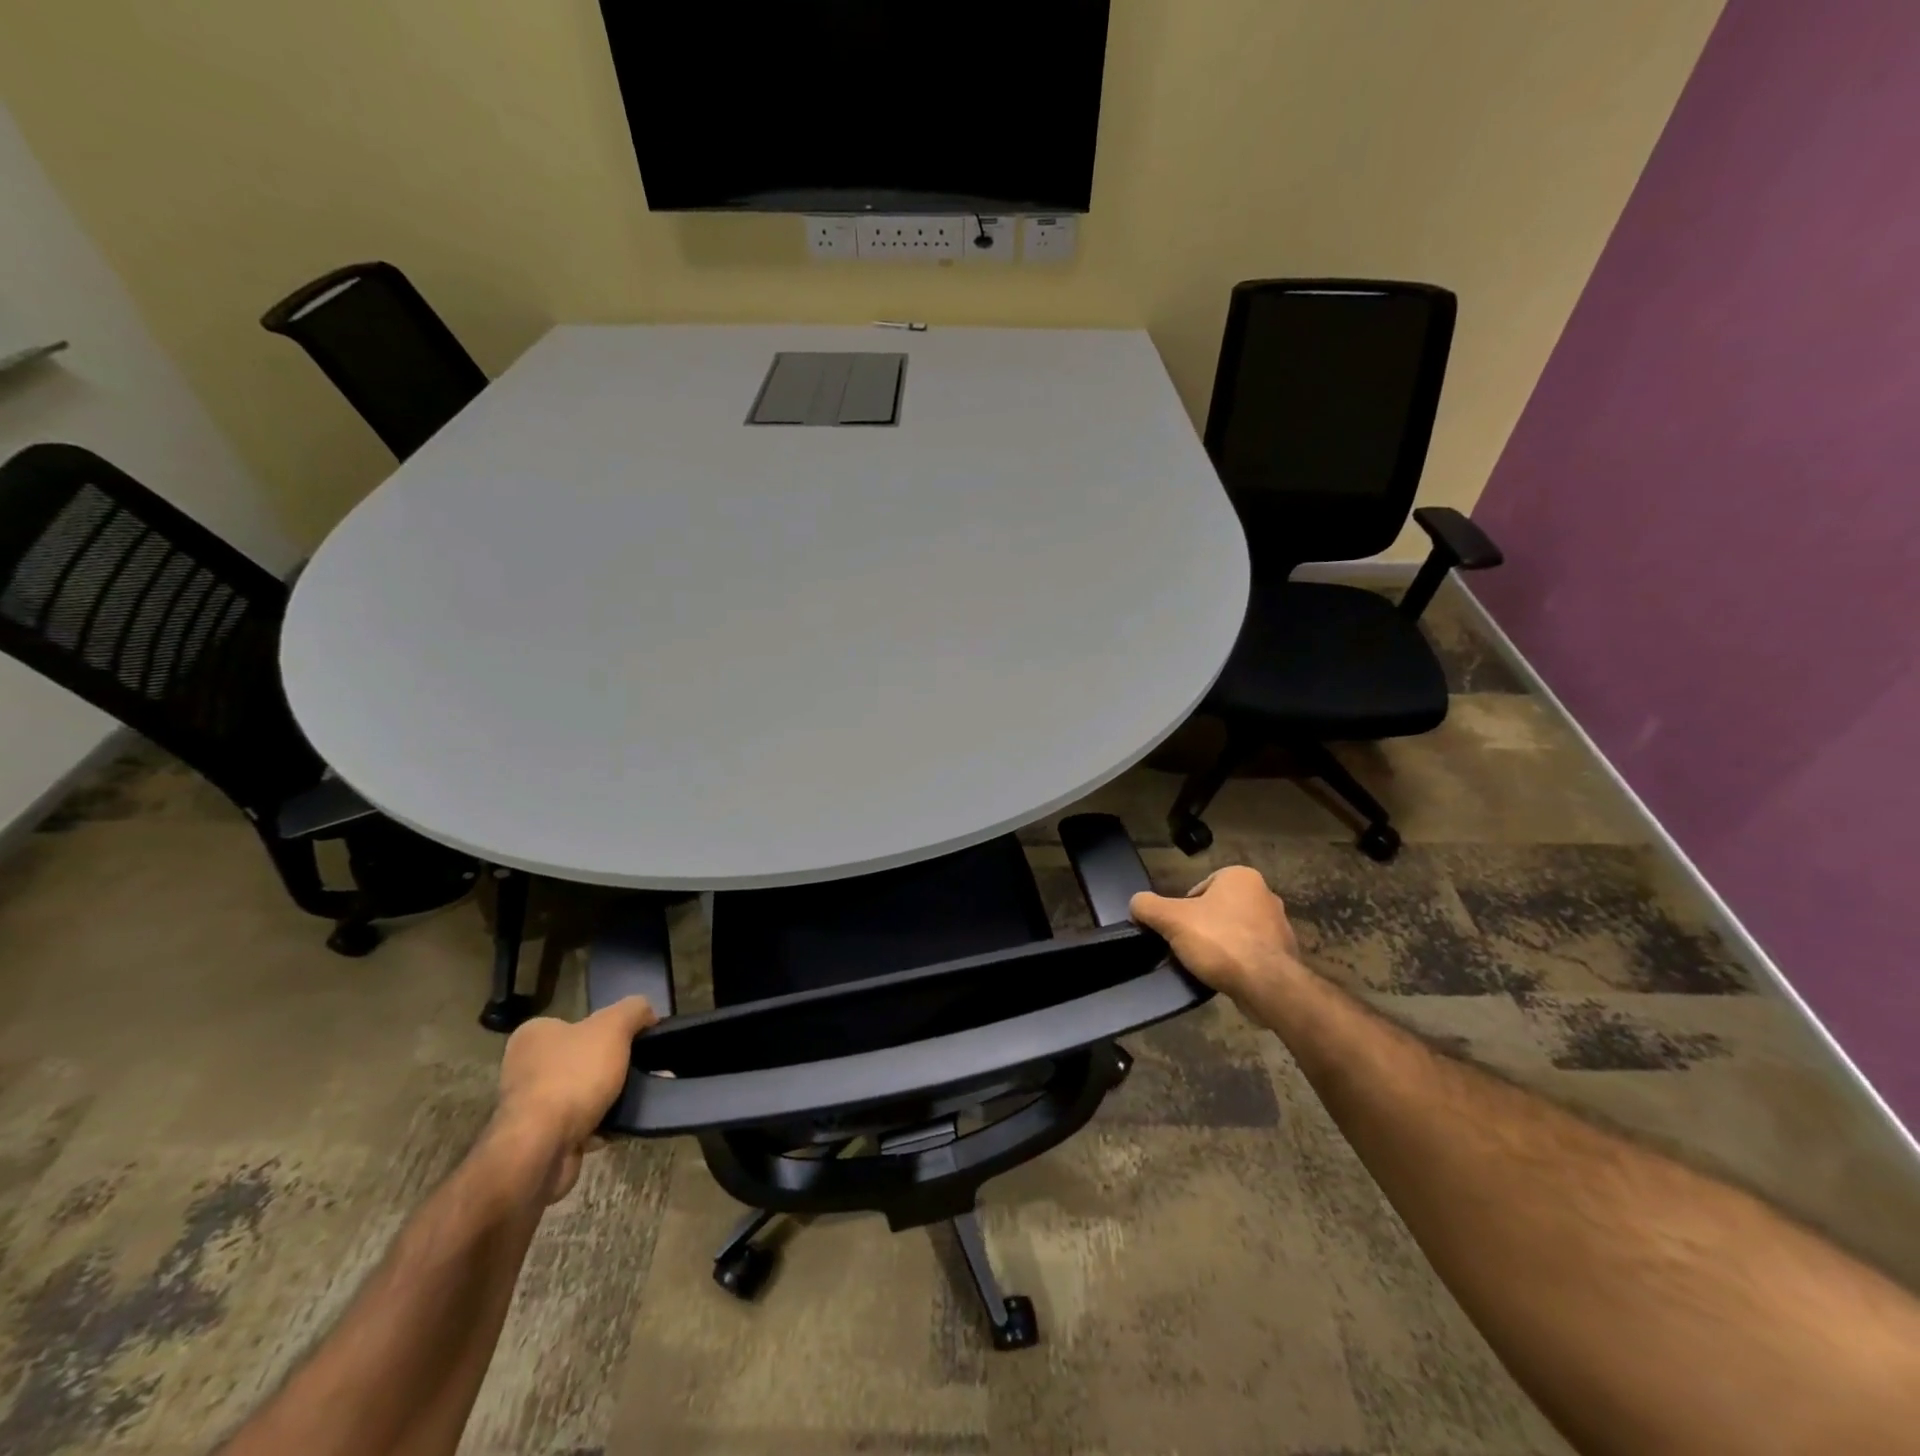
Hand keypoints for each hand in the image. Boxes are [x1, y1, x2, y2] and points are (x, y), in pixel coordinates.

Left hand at [493, 996, 657, 1202]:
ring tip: (639, 1097)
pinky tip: (622, 1124)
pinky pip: (581, 1123)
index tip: (635, 1041)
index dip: (610, 1030)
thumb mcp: (612, 1027)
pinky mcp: (540, 1139)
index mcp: (535, 1036)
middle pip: (584, 1058)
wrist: (540, 1149)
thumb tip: (647, 1013)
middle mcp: (525, 1067)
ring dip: (611, 1096)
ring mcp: (530, 1106)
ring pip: (584, 1092)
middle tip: (643, 1069)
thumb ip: (633, 1010)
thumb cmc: (572, 1076)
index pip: (579, 1023)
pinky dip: (602, 1124)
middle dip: (615, 1065)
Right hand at [1130, 866, 1310, 1008]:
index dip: (1183, 910)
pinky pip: (1251, 952)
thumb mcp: (1171, 919)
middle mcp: (1264, 894)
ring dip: (1220, 945)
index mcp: (1240, 876)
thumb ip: (1148, 906)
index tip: (1178, 930)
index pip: (1199, 889)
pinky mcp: (1284, 953)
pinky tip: (1226, 975)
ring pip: (1234, 931)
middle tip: (1188, 947)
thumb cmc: (1220, 941)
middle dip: (1203, 927)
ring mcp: (1279, 924)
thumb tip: (1136, 904)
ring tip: (1206, 964)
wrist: (1267, 985)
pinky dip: (1237, 962)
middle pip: (1217, 909)